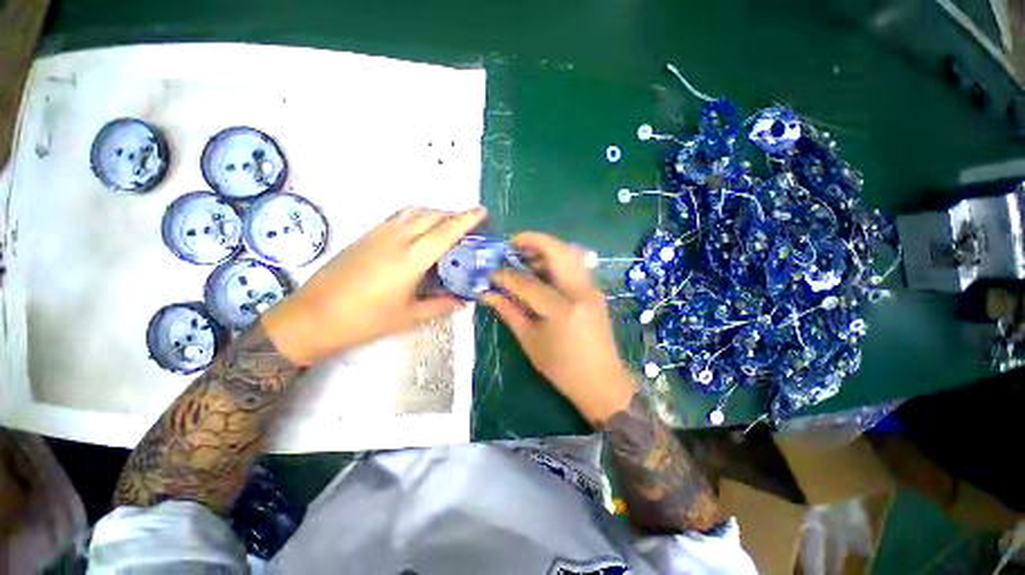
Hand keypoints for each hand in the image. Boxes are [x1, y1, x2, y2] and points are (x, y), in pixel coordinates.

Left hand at [263, 206, 486, 365]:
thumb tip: (463, 301)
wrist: (314, 315)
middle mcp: (398, 238)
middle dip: (454, 215)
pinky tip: (418, 232)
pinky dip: (417, 217)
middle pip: (433, 215)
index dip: (467, 220)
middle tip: (468, 226)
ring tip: (445, 227)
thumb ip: (440, 305)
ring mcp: (380, 233)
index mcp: (412, 258)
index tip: (483, 211)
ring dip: (435, 214)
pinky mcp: (367, 235)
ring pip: (415, 212)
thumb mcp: (409, 316)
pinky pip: (399, 216)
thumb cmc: (365, 319)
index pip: (447, 231)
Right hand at [483, 232, 634, 424]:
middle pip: (557, 251)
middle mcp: (580, 292)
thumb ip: (510, 312)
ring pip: (569, 253)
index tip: (491, 272)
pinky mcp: (595, 291)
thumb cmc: (563, 368)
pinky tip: (542, 269)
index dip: (505, 275)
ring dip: (546, 248)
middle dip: (533, 240)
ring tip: (525, 255)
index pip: (528, 283)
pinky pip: (575, 265)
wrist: (602, 382)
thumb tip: (488, 293)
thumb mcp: (531, 341)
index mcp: (562, 310)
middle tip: (512, 243)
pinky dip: (556, 260)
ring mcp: (592, 289)